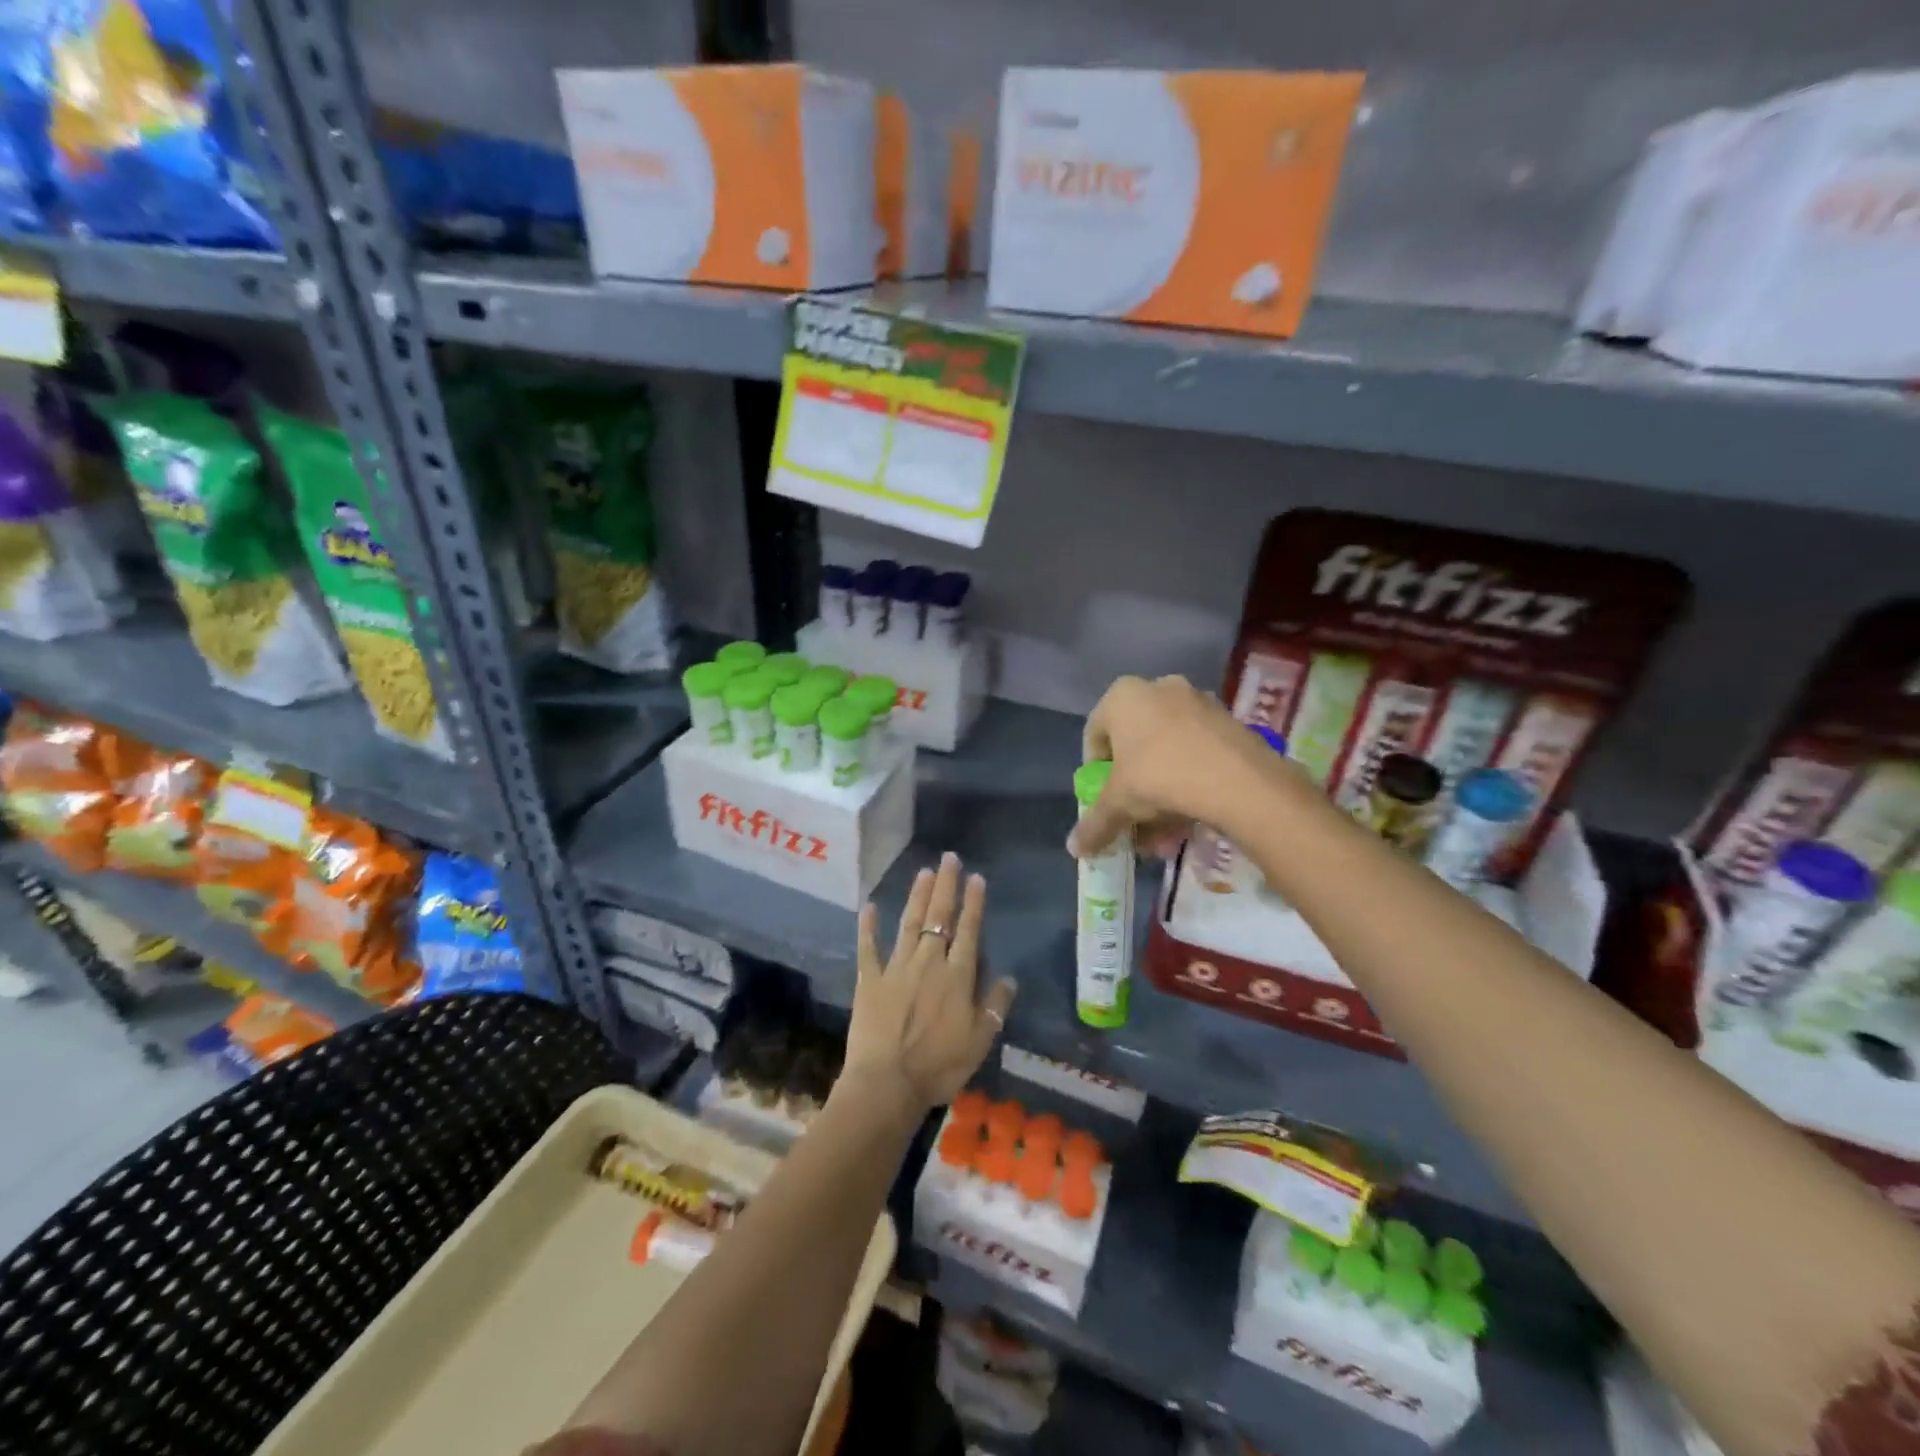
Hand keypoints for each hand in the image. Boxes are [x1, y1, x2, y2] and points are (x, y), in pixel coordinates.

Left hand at [845, 852, 1016, 1111]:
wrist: (888, 1083)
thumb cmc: (939, 1065)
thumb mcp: (980, 1041)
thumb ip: (995, 1006)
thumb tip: (1009, 977)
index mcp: (958, 975)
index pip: (969, 930)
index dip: (974, 903)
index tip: (977, 877)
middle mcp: (928, 961)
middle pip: (938, 917)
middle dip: (946, 886)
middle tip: (949, 858)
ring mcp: (896, 967)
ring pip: (909, 923)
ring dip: (917, 896)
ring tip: (924, 872)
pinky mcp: (870, 979)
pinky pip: (869, 947)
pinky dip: (868, 926)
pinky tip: (868, 906)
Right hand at [1067, 674, 1287, 859]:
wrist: (1239, 780)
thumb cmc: (1160, 777)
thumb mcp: (1118, 804)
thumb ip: (1095, 824)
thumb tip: (1075, 849)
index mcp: (1122, 696)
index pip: (1094, 735)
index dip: (1095, 772)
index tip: (1103, 800)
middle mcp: (1158, 688)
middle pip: (1134, 745)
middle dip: (1132, 788)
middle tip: (1134, 819)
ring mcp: (1197, 702)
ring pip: (1167, 752)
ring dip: (1160, 792)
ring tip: (1165, 833)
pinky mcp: (1228, 720)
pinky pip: (1196, 752)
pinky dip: (1188, 781)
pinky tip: (1191, 817)